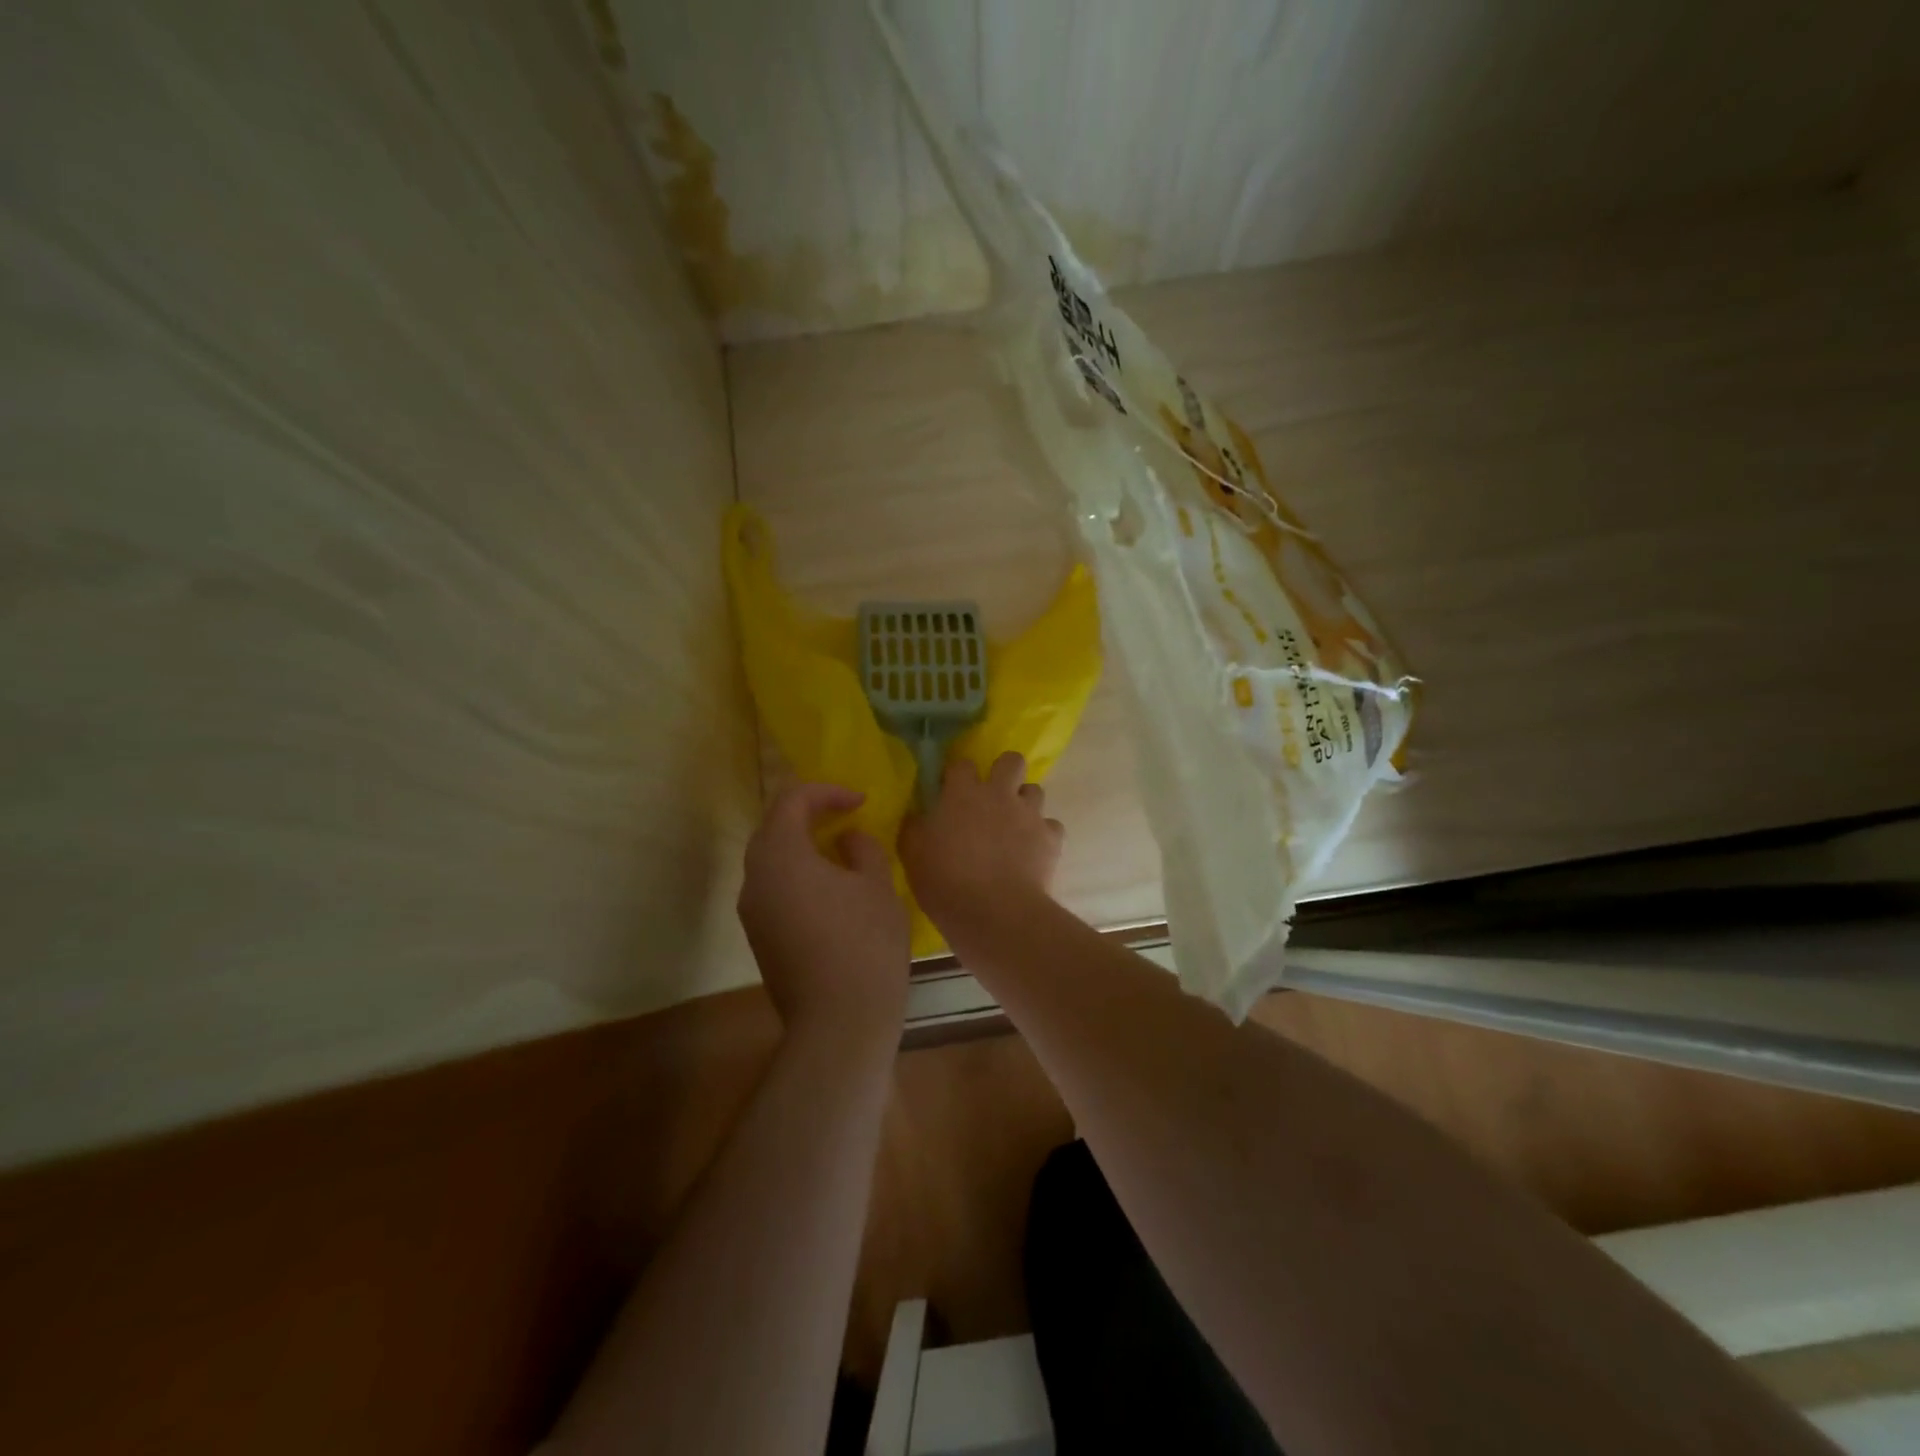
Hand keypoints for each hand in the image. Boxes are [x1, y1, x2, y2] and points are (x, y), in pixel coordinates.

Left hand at [739, 783, 910, 1045]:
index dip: (827, 792)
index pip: (791, 800)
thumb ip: (862, 848)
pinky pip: (774, 889)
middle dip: (809, 815)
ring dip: (802, 846)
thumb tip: (847, 838)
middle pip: (773, 828)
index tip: (860, 802)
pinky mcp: (759, 938)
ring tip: (841, 852)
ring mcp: (752, 911)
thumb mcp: (876, 885)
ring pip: (772, 861)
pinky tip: (830, 890)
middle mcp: (755, 878)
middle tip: (846, 818)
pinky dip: (798, 875)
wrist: (839, 1023)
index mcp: (780, 855)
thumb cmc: (864, 943)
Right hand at [899, 752, 1063, 932]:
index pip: (961, 764)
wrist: (995, 913)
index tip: (950, 792)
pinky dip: (1043, 835)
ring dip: (1024, 803)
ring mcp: (1029, 814)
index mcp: (963, 793)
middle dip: (1004, 771)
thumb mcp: (912, 854)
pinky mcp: (1051, 838)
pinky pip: (1051, 826)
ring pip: (1035, 791)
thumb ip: (914, 827)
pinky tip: (1032, 852)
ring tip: (1014, 826)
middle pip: (1011, 761)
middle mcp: (999, 794)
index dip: (957, 775)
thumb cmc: (946, 881)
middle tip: (993, 797)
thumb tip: (917, 814)